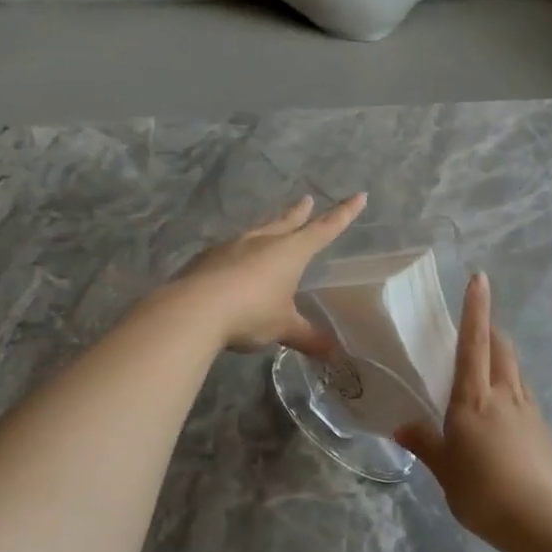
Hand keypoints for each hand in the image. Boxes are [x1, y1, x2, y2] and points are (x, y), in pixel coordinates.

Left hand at [170, 193, 366, 353]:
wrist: (192, 310)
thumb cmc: (250, 313)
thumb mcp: (283, 328)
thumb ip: (308, 338)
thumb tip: (335, 355)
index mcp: (289, 252)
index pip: (324, 229)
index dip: (344, 214)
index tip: (359, 196)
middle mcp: (263, 242)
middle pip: (287, 222)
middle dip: (300, 213)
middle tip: (307, 200)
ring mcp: (232, 247)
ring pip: (257, 231)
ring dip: (269, 227)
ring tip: (272, 227)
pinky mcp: (208, 258)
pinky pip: (231, 249)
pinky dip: (240, 251)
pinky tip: (234, 260)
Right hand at [396, 273, 551, 549]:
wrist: (543, 521)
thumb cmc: (484, 492)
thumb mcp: (445, 471)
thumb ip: (425, 445)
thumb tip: (401, 427)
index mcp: (474, 399)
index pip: (473, 343)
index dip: (475, 309)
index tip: (479, 278)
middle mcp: (504, 395)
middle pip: (501, 349)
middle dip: (490, 330)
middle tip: (476, 327)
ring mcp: (529, 411)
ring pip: (516, 371)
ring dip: (503, 359)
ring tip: (487, 367)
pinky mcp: (544, 430)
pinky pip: (525, 397)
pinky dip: (512, 390)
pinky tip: (504, 414)